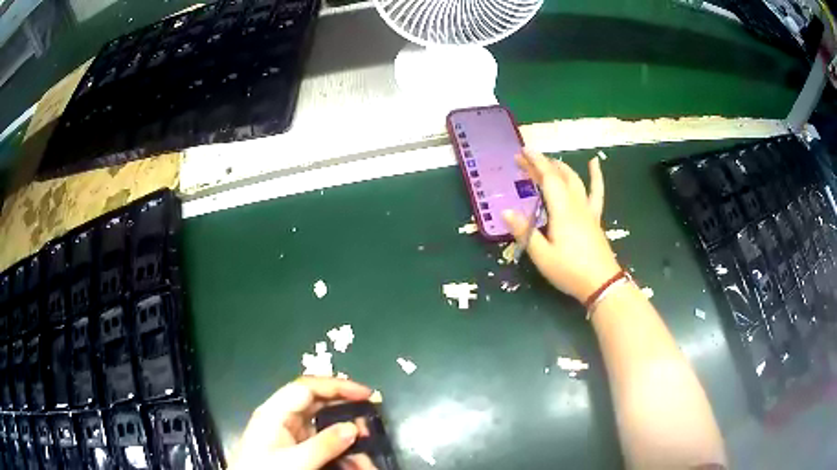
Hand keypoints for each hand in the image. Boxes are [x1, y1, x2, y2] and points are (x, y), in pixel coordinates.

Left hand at [232, 377, 374, 469]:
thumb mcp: (295, 461)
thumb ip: (324, 444)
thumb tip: (354, 427)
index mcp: (276, 413)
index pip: (307, 388)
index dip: (336, 386)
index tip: (365, 394)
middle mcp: (284, 419)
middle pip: (318, 404)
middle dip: (346, 411)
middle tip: (371, 420)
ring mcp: (290, 435)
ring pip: (324, 427)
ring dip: (347, 439)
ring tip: (367, 454)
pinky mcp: (296, 450)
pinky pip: (323, 444)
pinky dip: (341, 452)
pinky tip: (354, 465)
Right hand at [502, 148, 620, 302]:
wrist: (601, 283)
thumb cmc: (569, 271)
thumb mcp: (542, 256)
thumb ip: (524, 232)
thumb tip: (505, 211)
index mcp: (561, 211)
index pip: (547, 178)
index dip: (534, 163)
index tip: (521, 152)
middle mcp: (575, 205)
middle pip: (559, 177)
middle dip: (542, 165)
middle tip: (524, 160)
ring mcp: (587, 210)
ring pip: (575, 181)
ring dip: (561, 167)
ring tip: (550, 160)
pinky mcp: (594, 218)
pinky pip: (596, 192)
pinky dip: (595, 176)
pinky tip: (594, 163)